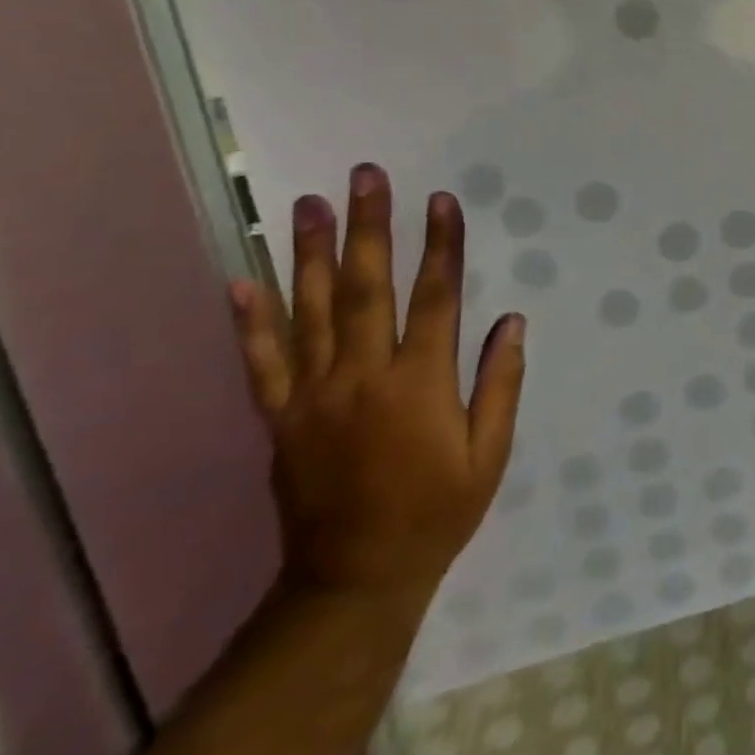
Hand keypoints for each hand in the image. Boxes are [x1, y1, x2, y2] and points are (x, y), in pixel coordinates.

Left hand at [229, 165, 525, 613]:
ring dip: (311, 253)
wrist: (354, 578)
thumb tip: (512, 323)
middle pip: (366, 288)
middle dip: (370, 227)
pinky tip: (242, 280)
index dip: (441, 247)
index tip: (442, 201)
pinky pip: (261, 362)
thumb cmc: (438, 511)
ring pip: (310, 311)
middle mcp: (363, 377)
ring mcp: (313, 396)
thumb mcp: (490, 453)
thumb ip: (500, 384)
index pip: (436, 298)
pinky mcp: (280, 419)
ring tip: (309, 204)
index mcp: (420, 384)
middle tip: (366, 176)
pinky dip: (250, 320)